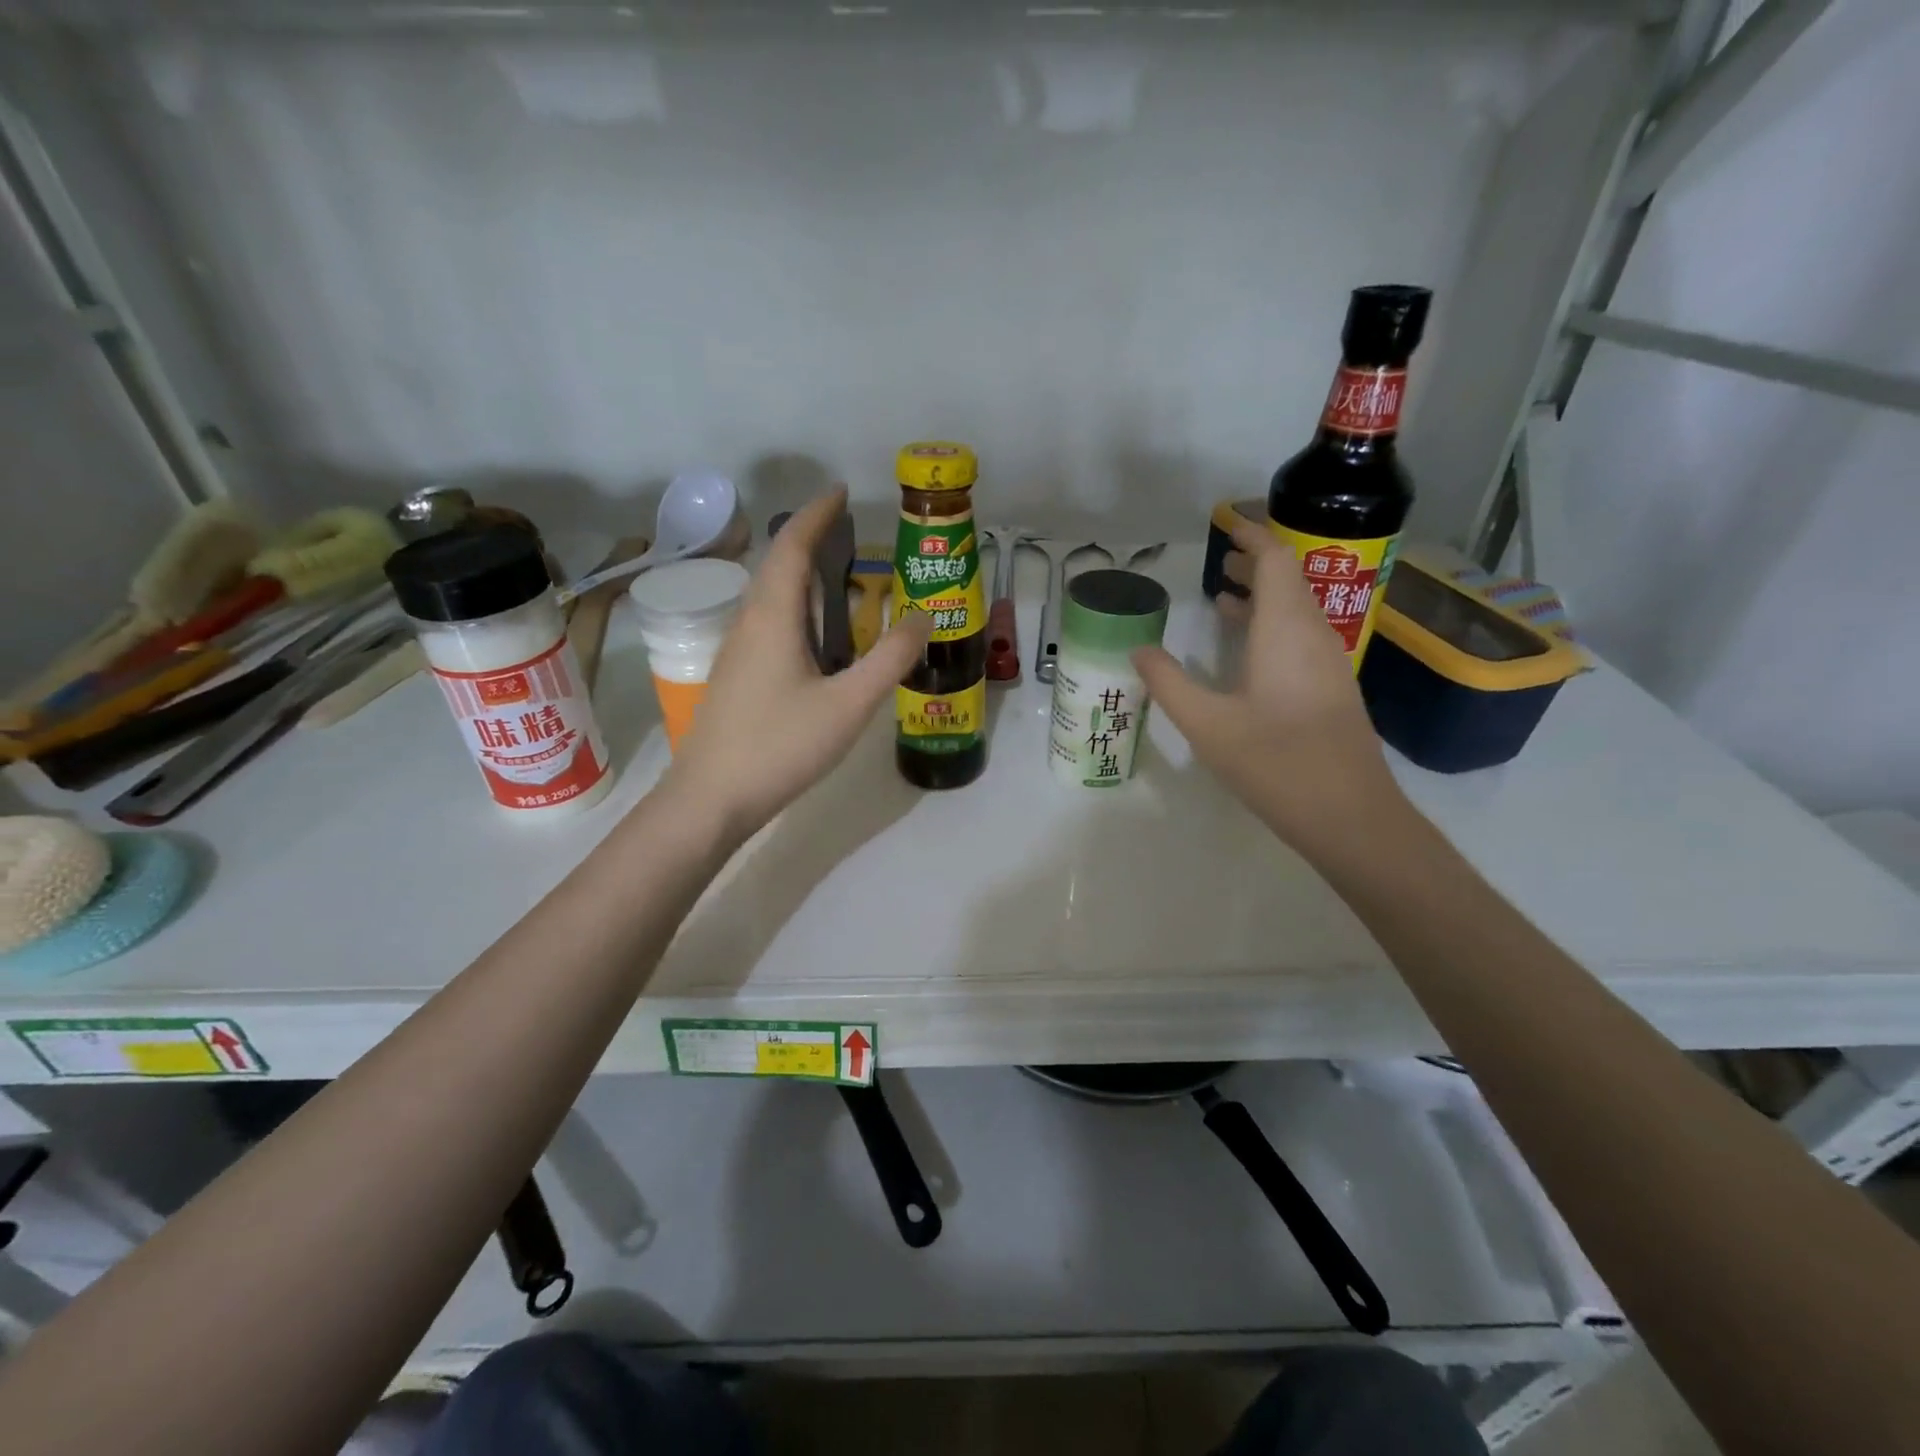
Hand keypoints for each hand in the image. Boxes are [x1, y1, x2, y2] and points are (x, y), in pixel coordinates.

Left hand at [660, 489, 931, 839]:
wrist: (711, 798)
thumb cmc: (780, 746)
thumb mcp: (848, 704)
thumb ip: (890, 659)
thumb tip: (924, 617)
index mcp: (773, 617)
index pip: (793, 546)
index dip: (817, 514)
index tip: (842, 491)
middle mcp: (749, 622)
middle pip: (777, 565)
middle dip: (810, 539)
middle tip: (849, 531)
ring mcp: (737, 651)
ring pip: (769, 595)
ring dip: (801, 574)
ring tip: (838, 576)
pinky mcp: (735, 676)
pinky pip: (767, 622)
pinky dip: (795, 608)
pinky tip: (814, 635)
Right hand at [1133, 517, 1406, 851]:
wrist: (1349, 815)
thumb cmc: (1276, 762)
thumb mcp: (1207, 724)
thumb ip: (1168, 682)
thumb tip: (1138, 650)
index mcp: (1285, 630)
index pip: (1275, 561)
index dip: (1252, 537)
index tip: (1226, 525)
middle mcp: (1313, 635)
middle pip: (1288, 581)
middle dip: (1254, 565)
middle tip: (1216, 562)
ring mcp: (1328, 663)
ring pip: (1296, 610)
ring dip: (1263, 597)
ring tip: (1222, 597)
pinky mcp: (1331, 689)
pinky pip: (1300, 637)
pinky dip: (1272, 626)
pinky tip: (1245, 650)